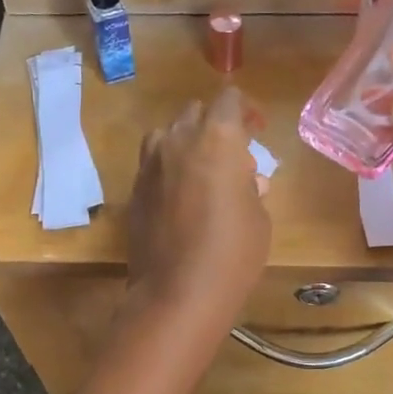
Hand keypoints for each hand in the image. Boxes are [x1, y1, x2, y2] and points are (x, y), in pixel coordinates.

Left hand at [127, 85, 270, 334]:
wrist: (176, 293)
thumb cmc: (231, 253)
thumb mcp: (258, 219)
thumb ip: (251, 189)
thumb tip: (247, 181)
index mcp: (217, 138)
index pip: (229, 100)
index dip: (245, 110)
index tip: (255, 130)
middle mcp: (178, 140)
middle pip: (195, 112)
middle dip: (214, 125)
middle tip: (230, 155)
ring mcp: (150, 164)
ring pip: (166, 134)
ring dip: (184, 143)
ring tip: (200, 172)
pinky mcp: (134, 190)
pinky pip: (152, 165)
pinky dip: (167, 169)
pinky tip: (179, 197)